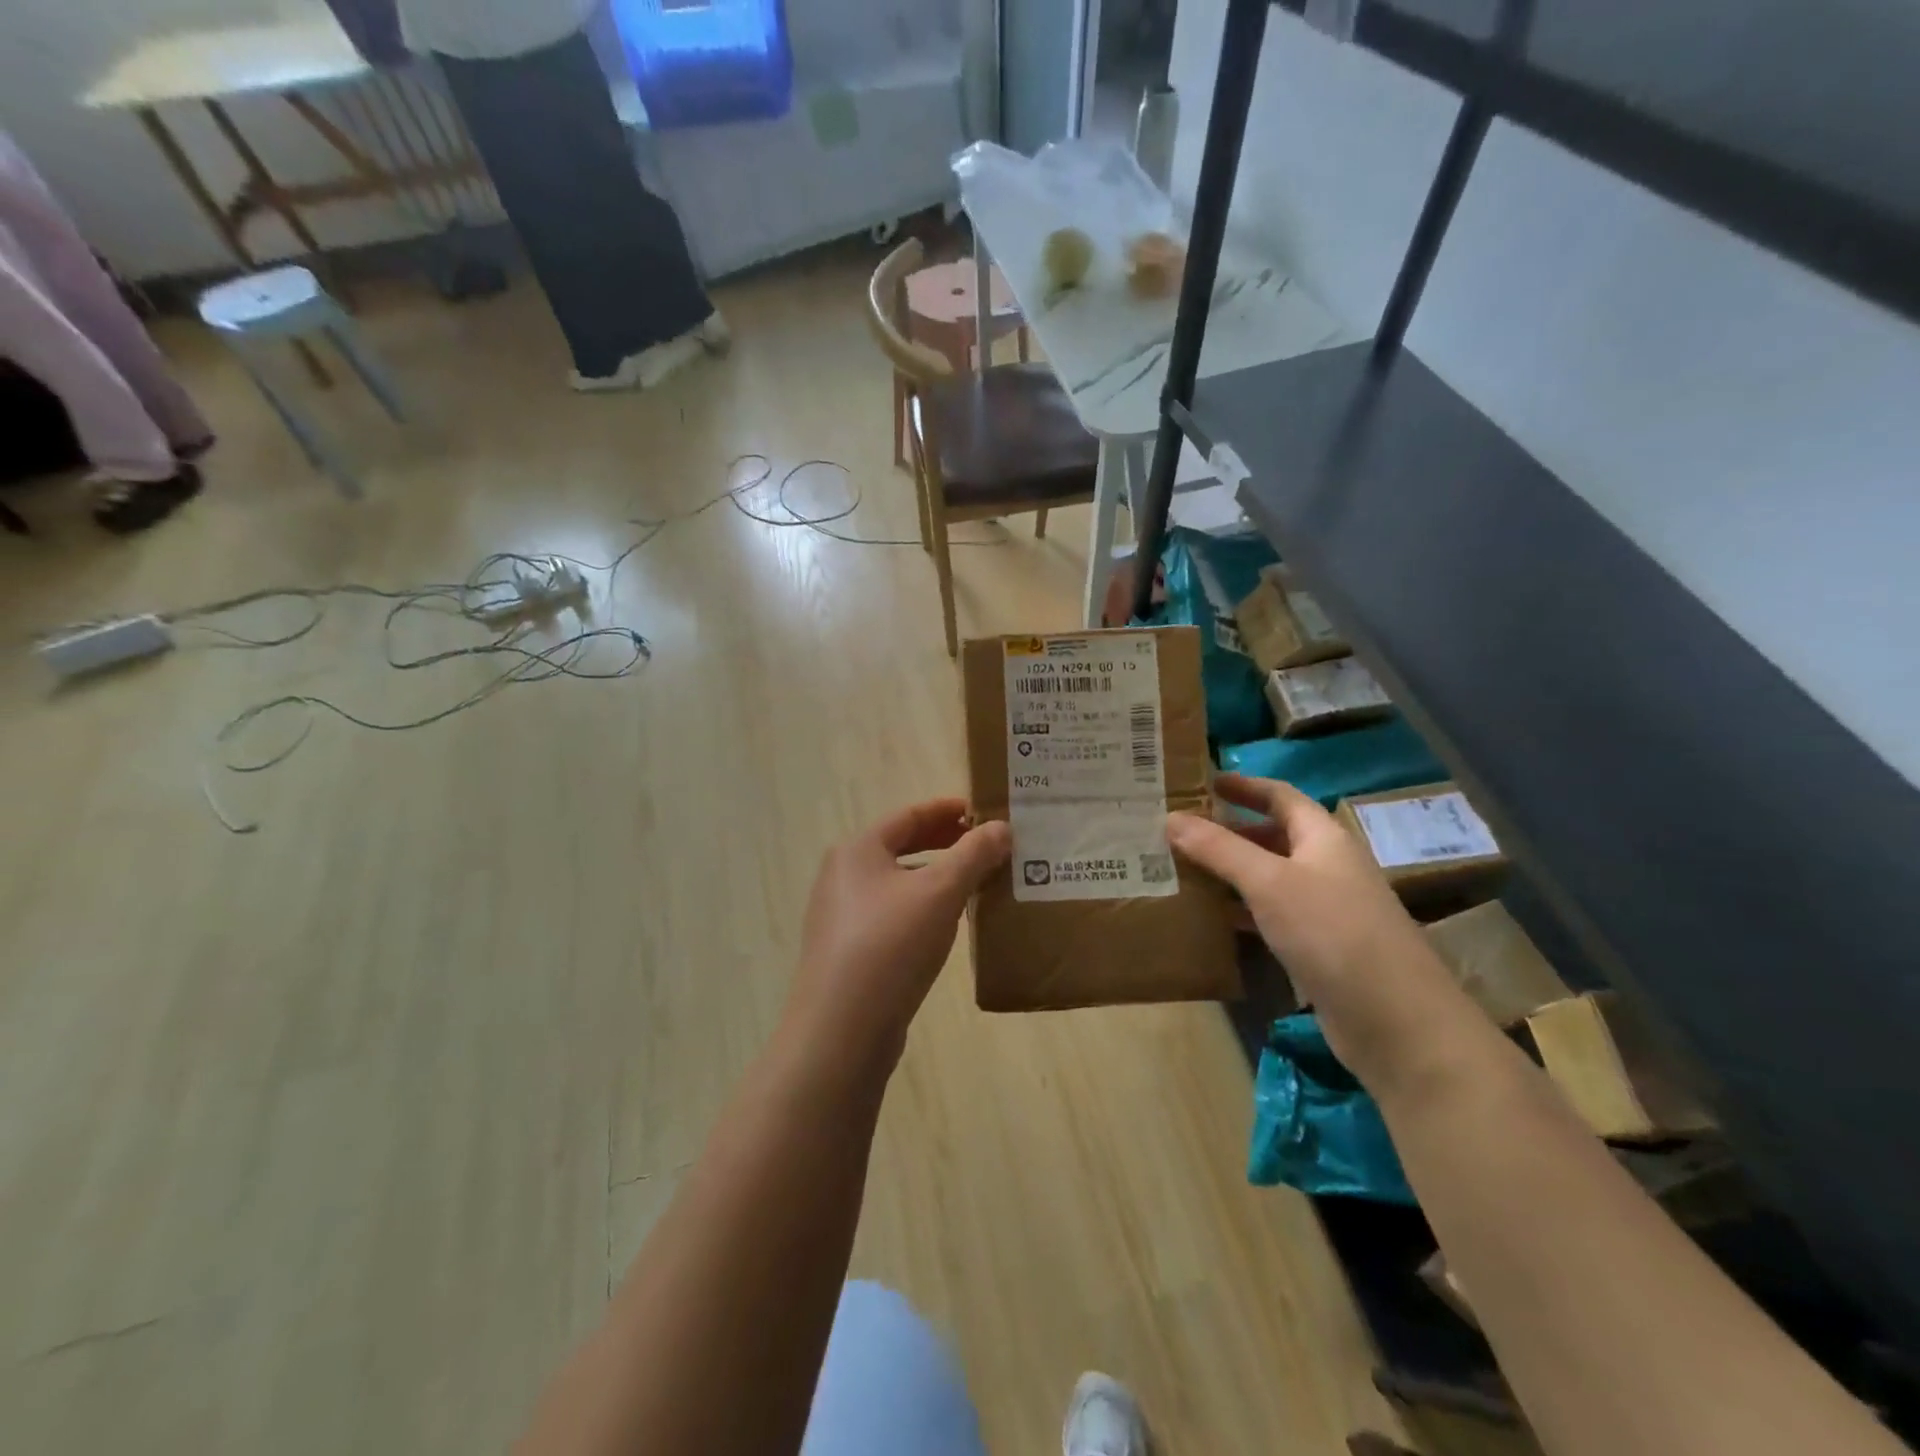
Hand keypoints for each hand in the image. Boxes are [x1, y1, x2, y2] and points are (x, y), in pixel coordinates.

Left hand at [785, 799, 1009, 1065]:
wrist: (841, 1031)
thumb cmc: (890, 945)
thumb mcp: (940, 892)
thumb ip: (973, 854)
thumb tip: (1002, 827)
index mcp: (857, 850)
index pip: (909, 815)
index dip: (948, 810)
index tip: (983, 811)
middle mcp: (843, 876)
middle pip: (901, 847)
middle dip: (945, 844)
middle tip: (986, 847)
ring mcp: (841, 916)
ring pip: (898, 884)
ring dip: (937, 879)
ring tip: (976, 885)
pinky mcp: (848, 952)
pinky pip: (893, 915)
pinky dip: (923, 909)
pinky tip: (948, 927)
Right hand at [1167, 774, 1452, 1082]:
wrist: (1394, 1020)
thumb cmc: (1332, 931)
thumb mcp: (1269, 882)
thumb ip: (1219, 849)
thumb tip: (1170, 818)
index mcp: (1323, 838)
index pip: (1281, 796)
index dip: (1245, 786)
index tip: (1204, 781)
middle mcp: (1326, 867)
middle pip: (1273, 836)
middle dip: (1229, 831)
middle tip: (1180, 829)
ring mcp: (1324, 909)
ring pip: (1269, 878)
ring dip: (1230, 872)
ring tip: (1182, 868)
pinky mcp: (1317, 948)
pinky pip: (1271, 915)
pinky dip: (1240, 910)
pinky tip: (1210, 917)